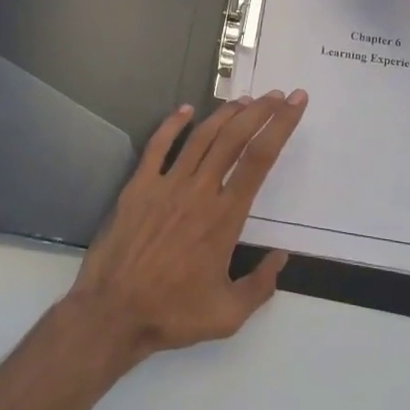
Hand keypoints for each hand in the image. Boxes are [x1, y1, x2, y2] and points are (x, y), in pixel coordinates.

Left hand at [68, 91, 306, 362]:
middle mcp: (199, 191)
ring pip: (201, 137)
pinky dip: (172, 124)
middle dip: (260, 111)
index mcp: (225, 216)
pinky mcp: (138, 186)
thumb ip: (261, 285)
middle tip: (277, 95)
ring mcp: (166, 185)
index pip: (260, 159)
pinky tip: (186, 110)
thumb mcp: (229, 314)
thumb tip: (281, 257)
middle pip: (234, 138)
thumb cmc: (173, 314)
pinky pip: (157, 146)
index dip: (281, 126)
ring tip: (245, 100)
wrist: (113, 313)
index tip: (295, 104)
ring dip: (225, 114)